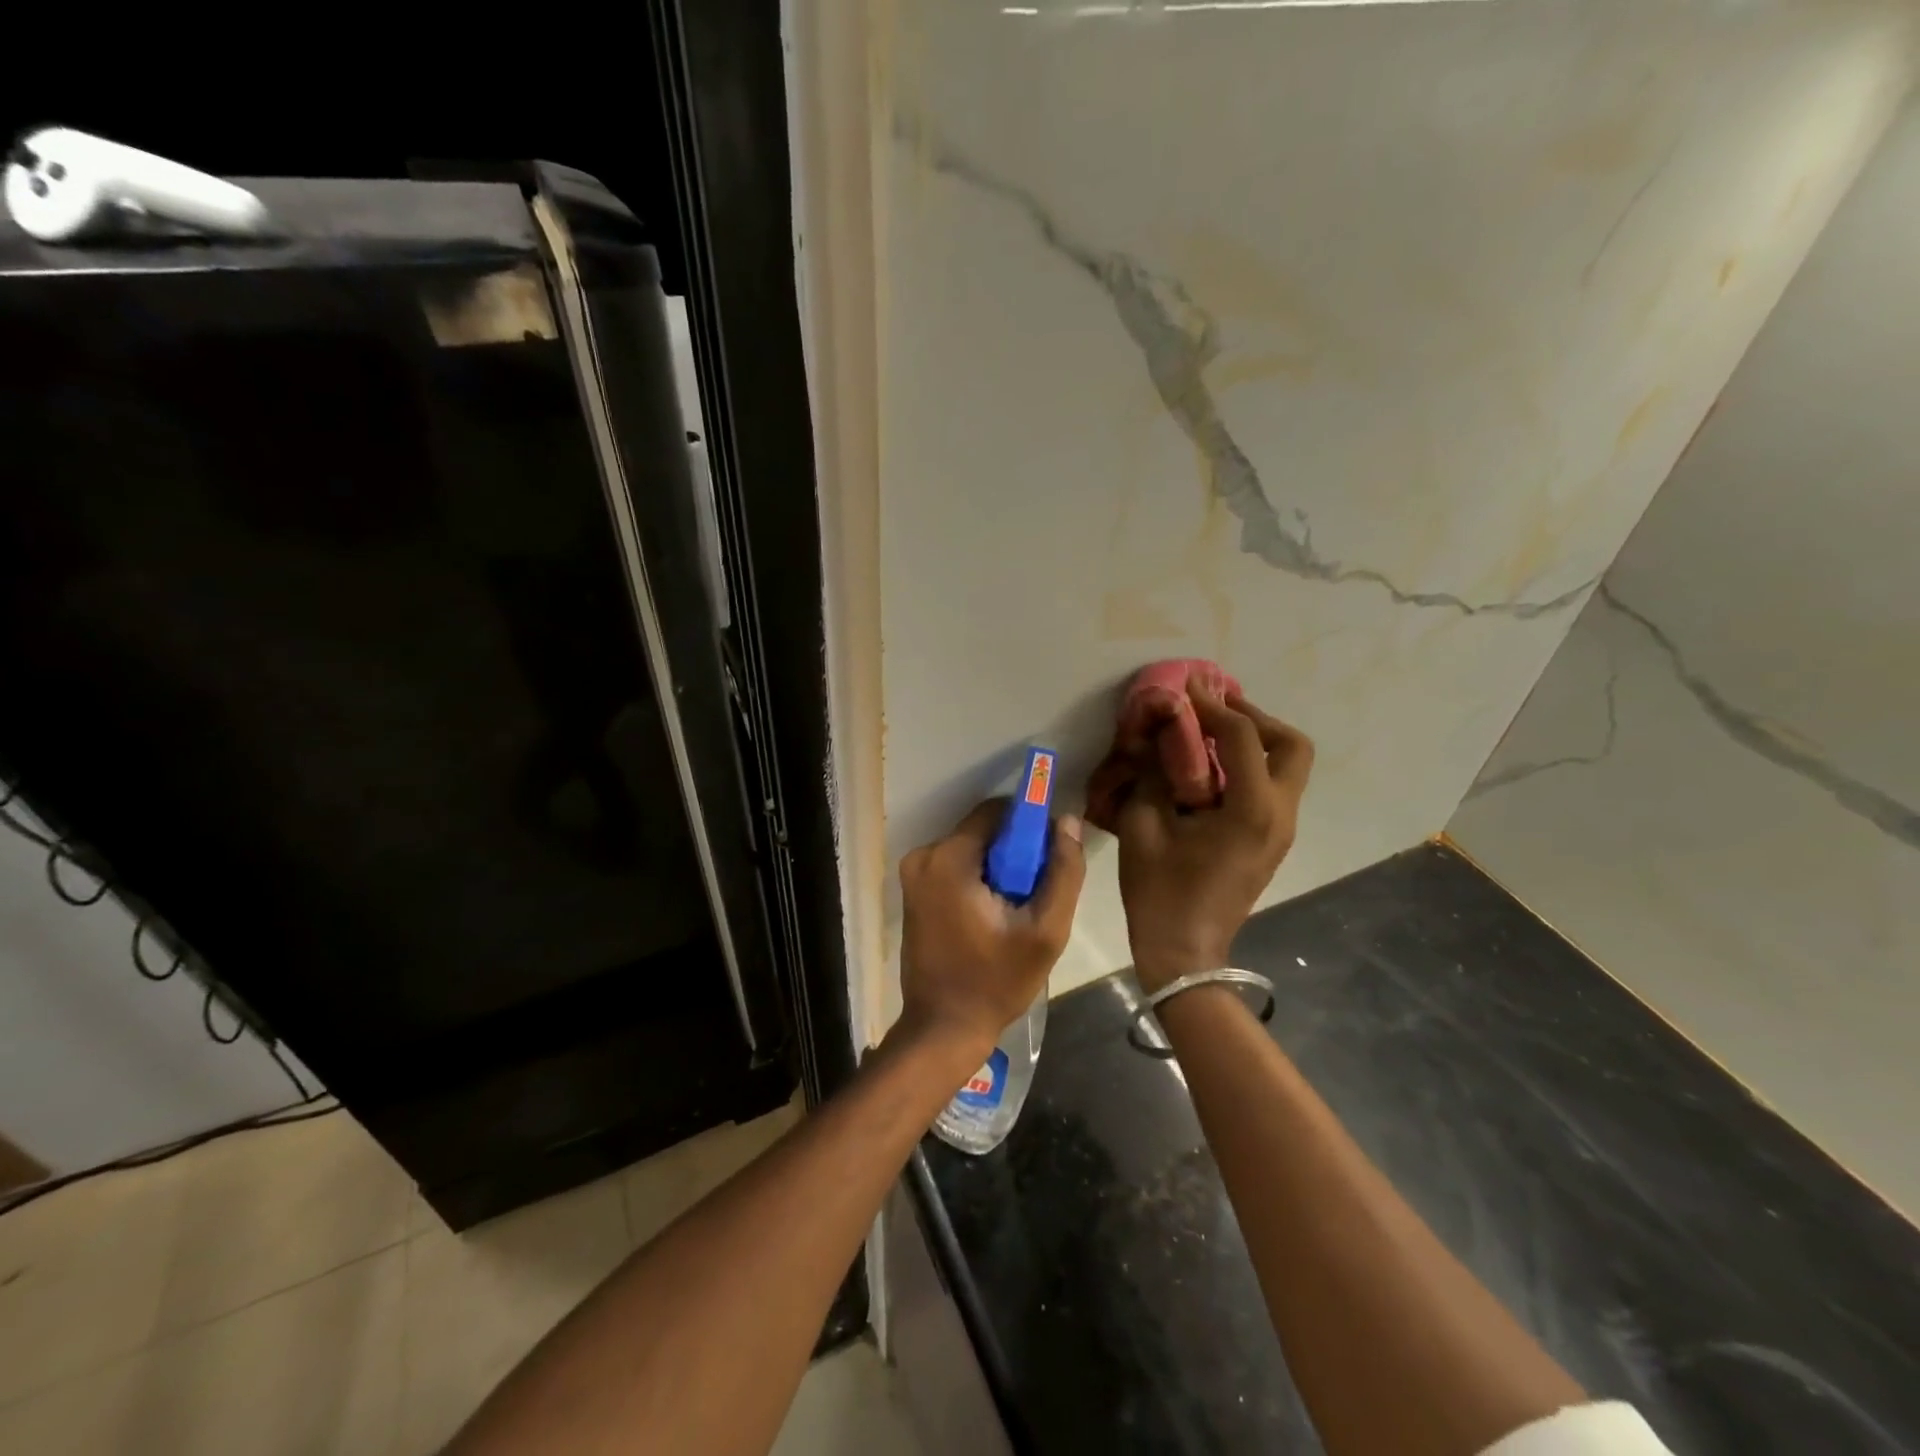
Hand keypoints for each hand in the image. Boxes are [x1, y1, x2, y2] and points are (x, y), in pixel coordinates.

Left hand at [897, 799, 1086, 1062]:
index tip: (1047, 859)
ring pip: (970, 850)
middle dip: (1013, 853)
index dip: (1029, 827)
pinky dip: (977, 881)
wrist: (944, 1027)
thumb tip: (1066, 820)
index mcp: (949, 858)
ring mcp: (913, 874)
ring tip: (1014, 912)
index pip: (997, 811)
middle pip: (983, 831)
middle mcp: (923, 856)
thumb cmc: (997, 980)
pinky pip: (955, 867)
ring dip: (997, 869)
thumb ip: (1063, 871)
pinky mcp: (912, 892)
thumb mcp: (1045, 930)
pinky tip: (991, 916)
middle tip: (1032, 895)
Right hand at [1115, 689, 1312, 991]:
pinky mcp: (1271, 841)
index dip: (1212, 705)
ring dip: (1255, 740)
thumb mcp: (1143, 825)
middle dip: (1255, 718)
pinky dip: (1250, 765)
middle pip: (1291, 746)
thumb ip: (1151, 773)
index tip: (1187, 685)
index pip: (1241, 737)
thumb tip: (1157, 736)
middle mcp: (1279, 815)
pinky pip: (1273, 787)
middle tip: (1214, 710)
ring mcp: (1281, 830)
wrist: (1184, 952)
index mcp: (1251, 810)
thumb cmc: (1159, 892)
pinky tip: (1211, 768)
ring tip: (1210, 732)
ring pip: (1288, 766)